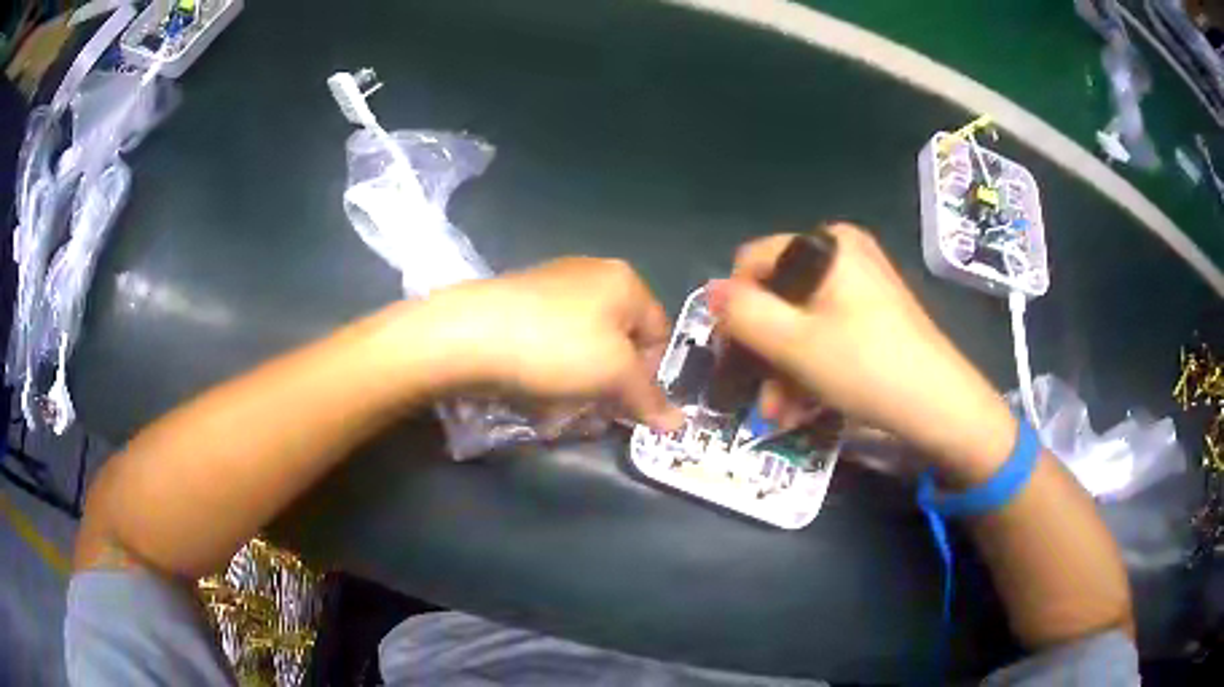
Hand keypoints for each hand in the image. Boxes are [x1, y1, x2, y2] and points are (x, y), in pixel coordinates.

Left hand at [413, 257, 683, 431]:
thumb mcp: (614, 376)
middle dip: (611, 382)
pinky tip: (533, 387)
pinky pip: (551, 341)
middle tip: (593, 411)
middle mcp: (593, 274)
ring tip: (559, 405)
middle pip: (620, 340)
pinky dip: (551, 368)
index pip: (659, 335)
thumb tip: (679, 425)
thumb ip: (649, 399)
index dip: (650, 376)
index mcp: (625, 281)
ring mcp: (552, 284)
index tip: (627, 406)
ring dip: (581, 382)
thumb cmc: (556, 347)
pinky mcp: (520, 301)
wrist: (469, 333)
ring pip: (584, 345)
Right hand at [707, 225, 1016, 480]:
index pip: (753, 261)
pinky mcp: (875, 314)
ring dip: (784, 370)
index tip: (733, 355)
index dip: (735, 308)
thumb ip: (743, 313)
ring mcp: (862, 284)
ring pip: (802, 321)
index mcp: (827, 244)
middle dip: (764, 351)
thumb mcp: (793, 343)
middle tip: (759, 396)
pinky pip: (827, 332)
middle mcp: (844, 253)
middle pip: (779, 295)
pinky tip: (805, 407)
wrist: (940, 407)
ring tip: (782, 413)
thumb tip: (711, 292)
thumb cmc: (865, 366)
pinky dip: (811, 367)